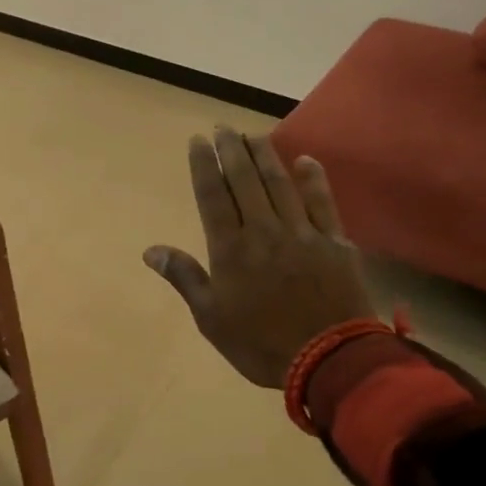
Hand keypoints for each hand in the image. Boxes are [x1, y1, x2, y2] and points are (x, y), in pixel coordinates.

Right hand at [144, 128, 373, 386]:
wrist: (328, 359)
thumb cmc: (262, 344)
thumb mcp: (212, 319)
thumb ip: (185, 278)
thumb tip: (151, 250)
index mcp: (231, 249)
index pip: (213, 196)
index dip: (204, 166)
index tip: (197, 141)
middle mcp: (264, 230)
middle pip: (245, 180)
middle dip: (231, 150)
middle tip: (223, 126)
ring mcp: (302, 232)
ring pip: (280, 184)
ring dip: (265, 156)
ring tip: (253, 135)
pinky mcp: (334, 241)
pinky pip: (322, 202)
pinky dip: (314, 179)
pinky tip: (306, 160)